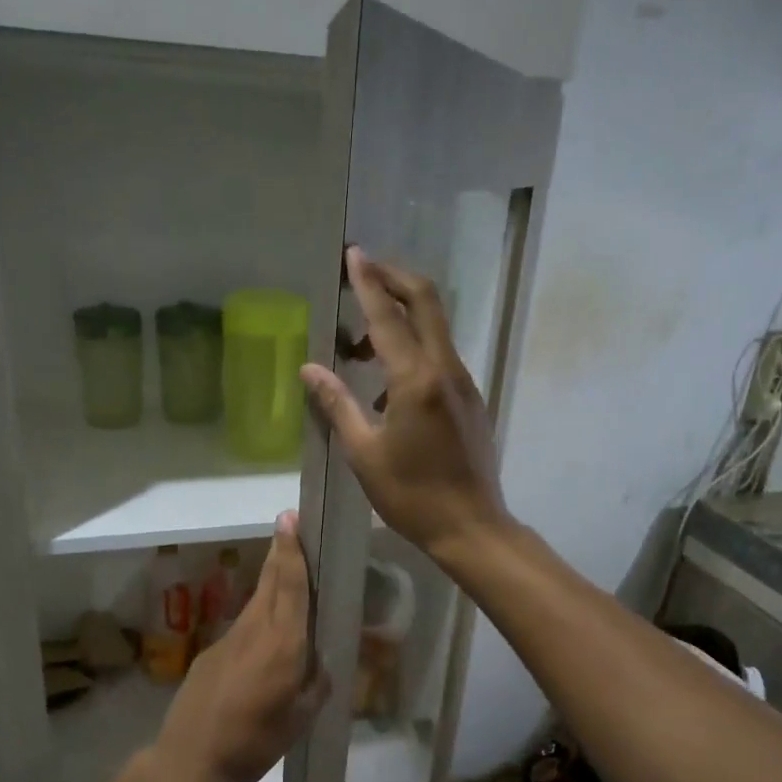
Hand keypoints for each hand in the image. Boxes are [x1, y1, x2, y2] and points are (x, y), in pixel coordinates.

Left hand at [148, 511, 329, 781]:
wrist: (190, 761)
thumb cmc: (254, 744)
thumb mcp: (299, 721)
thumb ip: (314, 686)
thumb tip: (318, 665)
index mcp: (283, 645)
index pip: (290, 586)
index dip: (291, 551)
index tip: (289, 520)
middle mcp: (254, 631)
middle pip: (270, 582)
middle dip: (281, 553)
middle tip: (290, 527)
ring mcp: (228, 639)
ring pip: (255, 602)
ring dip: (271, 583)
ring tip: (287, 575)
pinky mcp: (210, 653)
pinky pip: (242, 627)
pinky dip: (257, 618)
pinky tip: (264, 639)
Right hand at [301, 247, 509, 560]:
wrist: (471, 527)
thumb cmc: (411, 495)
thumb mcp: (364, 453)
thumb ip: (337, 404)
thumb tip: (310, 368)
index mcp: (416, 380)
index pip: (389, 316)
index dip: (368, 282)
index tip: (353, 254)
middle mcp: (446, 370)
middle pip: (426, 302)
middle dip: (395, 278)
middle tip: (363, 271)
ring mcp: (464, 383)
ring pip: (434, 329)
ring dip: (400, 319)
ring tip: (359, 349)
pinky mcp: (470, 400)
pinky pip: (440, 358)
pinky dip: (412, 350)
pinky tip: (386, 389)